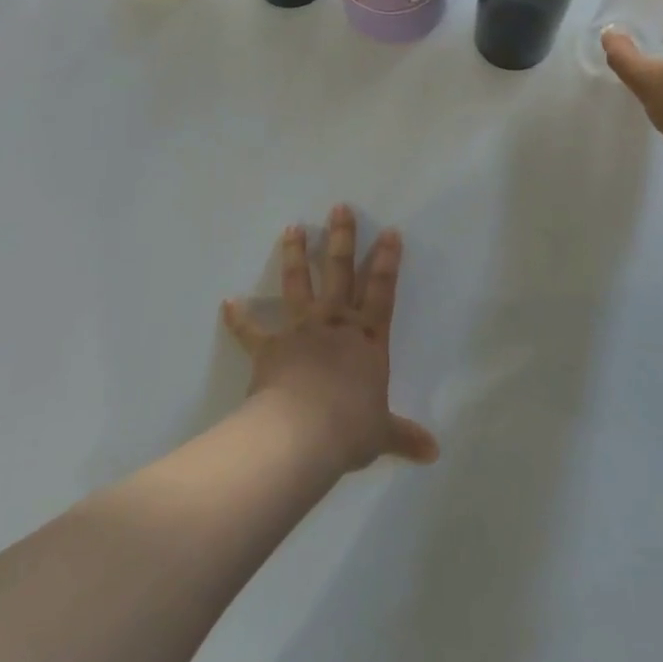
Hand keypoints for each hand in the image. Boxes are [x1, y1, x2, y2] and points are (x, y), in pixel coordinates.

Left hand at [222, 205, 439, 474]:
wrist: (301, 435)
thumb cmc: (349, 428)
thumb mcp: (382, 433)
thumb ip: (405, 436)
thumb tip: (434, 453)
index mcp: (368, 340)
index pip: (382, 292)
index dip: (387, 261)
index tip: (390, 231)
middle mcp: (336, 325)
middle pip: (340, 273)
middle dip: (341, 239)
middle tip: (338, 208)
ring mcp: (302, 331)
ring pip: (299, 285)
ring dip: (295, 256)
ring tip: (292, 227)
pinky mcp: (271, 348)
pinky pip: (252, 331)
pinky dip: (239, 319)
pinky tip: (227, 303)